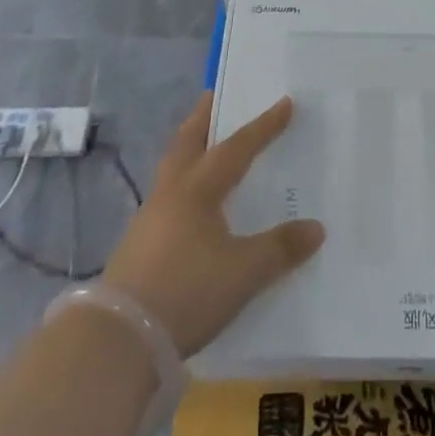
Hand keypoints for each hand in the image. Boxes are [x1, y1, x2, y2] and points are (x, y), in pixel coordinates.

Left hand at [103, 95, 324, 356]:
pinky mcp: (138, 246)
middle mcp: (171, 194)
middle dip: (203, 118)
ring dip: (189, 149)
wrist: (118, 339)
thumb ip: (280, 249)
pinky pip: (166, 197)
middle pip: (186, 143)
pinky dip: (182, 183)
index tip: (284, 103)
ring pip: (172, 169)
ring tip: (204, 145)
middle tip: (214, 96)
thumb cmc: (187, 291)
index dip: (263, 126)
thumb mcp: (244, 272)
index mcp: (198, 189)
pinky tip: (191, 204)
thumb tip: (316, 228)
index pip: (237, 148)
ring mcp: (149, 219)